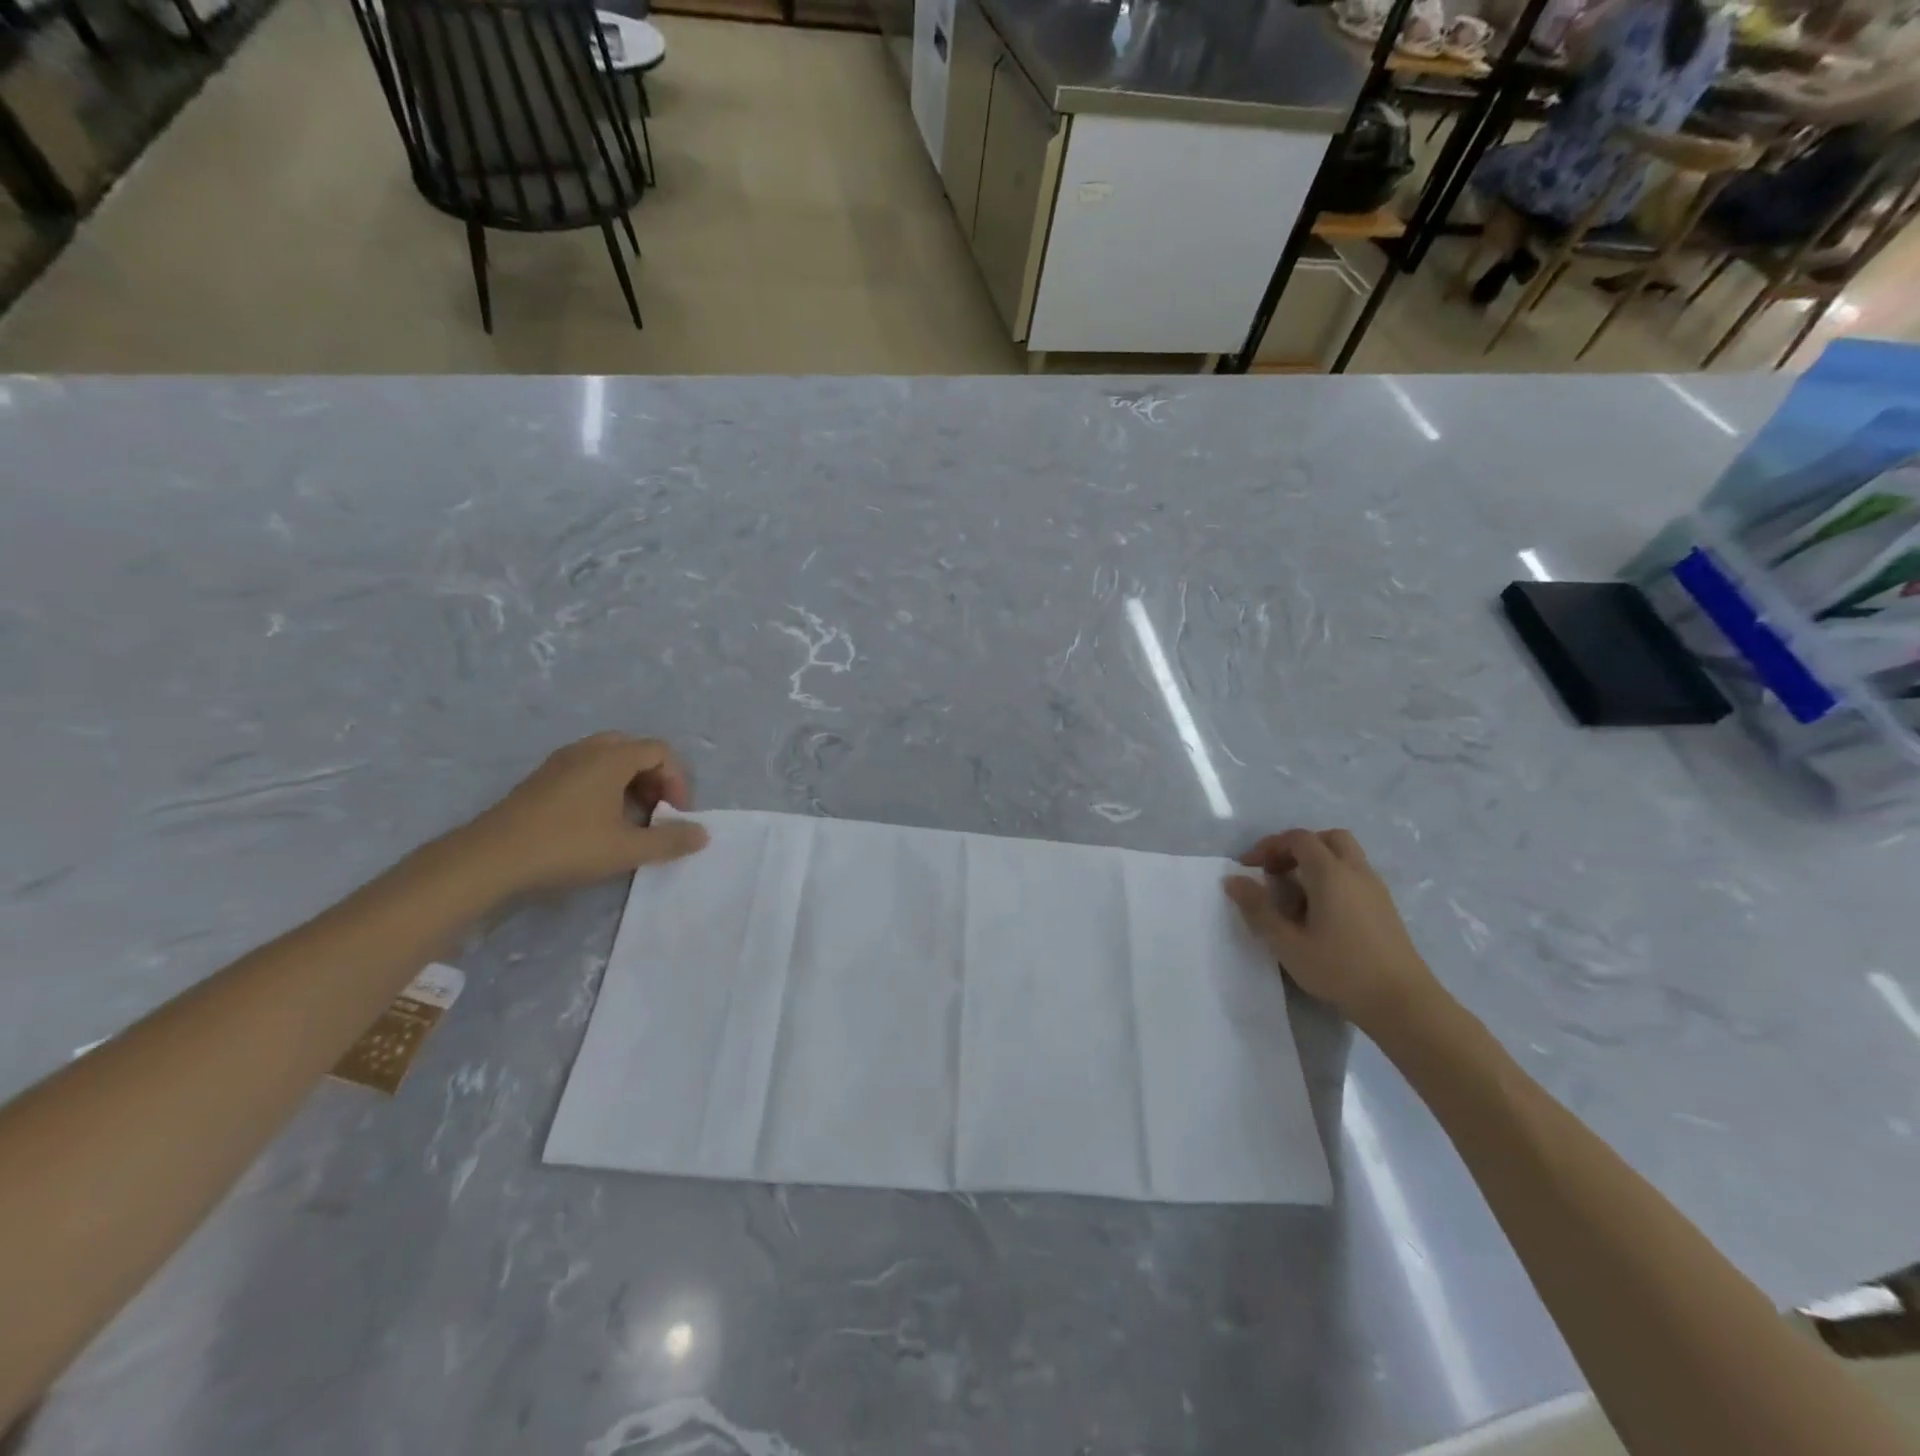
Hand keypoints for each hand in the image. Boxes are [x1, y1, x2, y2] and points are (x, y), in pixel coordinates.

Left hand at [459, 733, 708, 894]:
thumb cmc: (566, 846)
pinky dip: (604, 787)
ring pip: (608, 759)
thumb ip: (670, 840)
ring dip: (629, 783)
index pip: (660, 751)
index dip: (677, 780)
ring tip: (629, 819)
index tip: (674, 814)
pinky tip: (597, 822)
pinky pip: (585, 770)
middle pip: (634, 749)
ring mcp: (559, 762)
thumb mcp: (627, 849)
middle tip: (655, 810)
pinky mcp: (540, 780)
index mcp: (611, 757)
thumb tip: (703, 833)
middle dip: (653, 778)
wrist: (489, 858)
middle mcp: (587, 750)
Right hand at [1222, 829, 1441, 1034]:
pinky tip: (1320, 914)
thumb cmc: (1340, 970)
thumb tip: (1233, 880)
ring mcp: (1376, 890)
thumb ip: (1258, 908)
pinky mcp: (1385, 908)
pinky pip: (1355, 877)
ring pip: (1345, 857)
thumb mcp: (1287, 943)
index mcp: (1331, 873)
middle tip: (1277, 872)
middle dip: (1298, 848)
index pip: (1298, 839)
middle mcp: (1356, 872)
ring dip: (1316, 864)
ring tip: (1295, 896)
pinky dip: (1333, 880)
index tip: (1249, 868)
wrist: (1403, 1003)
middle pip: (1327, 839)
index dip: (1269, 846)